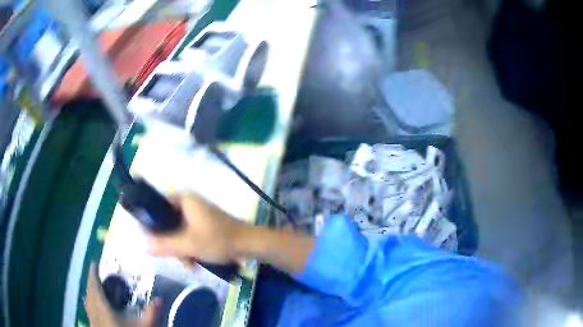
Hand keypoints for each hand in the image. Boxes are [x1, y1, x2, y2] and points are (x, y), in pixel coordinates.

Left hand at [85, 262, 159, 326]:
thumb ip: (151, 313)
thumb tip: (160, 298)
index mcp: (103, 308)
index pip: (95, 286)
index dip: (93, 273)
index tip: (94, 263)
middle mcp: (94, 311)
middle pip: (89, 292)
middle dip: (91, 281)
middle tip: (95, 274)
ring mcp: (93, 320)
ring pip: (87, 301)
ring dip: (89, 291)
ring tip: (94, 287)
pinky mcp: (94, 326)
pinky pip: (88, 310)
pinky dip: (90, 303)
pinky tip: (94, 306)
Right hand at [146, 193, 247, 264]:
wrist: (249, 244)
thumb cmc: (218, 240)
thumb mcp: (188, 244)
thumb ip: (164, 245)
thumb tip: (142, 245)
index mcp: (183, 199)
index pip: (156, 205)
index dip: (151, 223)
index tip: (152, 241)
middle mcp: (188, 203)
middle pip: (167, 222)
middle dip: (171, 243)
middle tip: (177, 258)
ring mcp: (197, 214)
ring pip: (177, 231)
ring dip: (181, 249)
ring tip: (189, 264)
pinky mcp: (204, 224)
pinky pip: (188, 235)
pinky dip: (189, 248)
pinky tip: (194, 262)